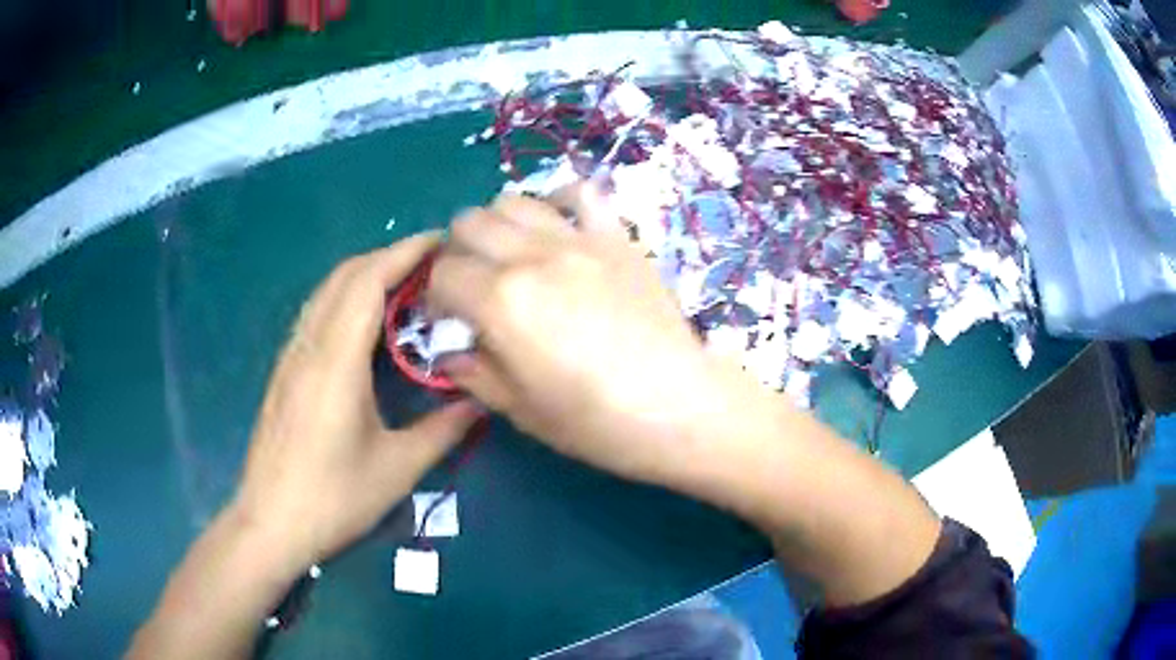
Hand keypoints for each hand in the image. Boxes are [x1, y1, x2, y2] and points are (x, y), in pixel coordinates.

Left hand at [234, 233, 481, 571]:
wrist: (270, 523)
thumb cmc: (333, 499)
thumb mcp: (397, 469)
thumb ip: (442, 429)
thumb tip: (480, 402)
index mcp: (336, 360)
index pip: (369, 281)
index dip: (405, 253)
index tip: (441, 242)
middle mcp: (309, 345)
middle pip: (345, 275)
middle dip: (389, 256)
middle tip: (432, 264)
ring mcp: (291, 356)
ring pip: (327, 291)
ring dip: (365, 274)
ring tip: (405, 284)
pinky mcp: (285, 371)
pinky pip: (317, 313)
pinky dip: (346, 297)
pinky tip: (367, 322)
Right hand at [428, 190, 758, 487]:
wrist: (681, 406)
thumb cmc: (598, 422)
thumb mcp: (521, 410)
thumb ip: (475, 372)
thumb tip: (452, 351)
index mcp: (501, 302)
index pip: (443, 274)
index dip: (435, 297)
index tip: (449, 319)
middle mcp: (532, 257)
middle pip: (468, 223)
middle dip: (457, 253)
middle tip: (472, 285)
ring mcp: (579, 240)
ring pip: (513, 200)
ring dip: (497, 225)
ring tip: (510, 256)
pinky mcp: (616, 237)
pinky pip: (580, 193)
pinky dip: (558, 203)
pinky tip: (559, 230)